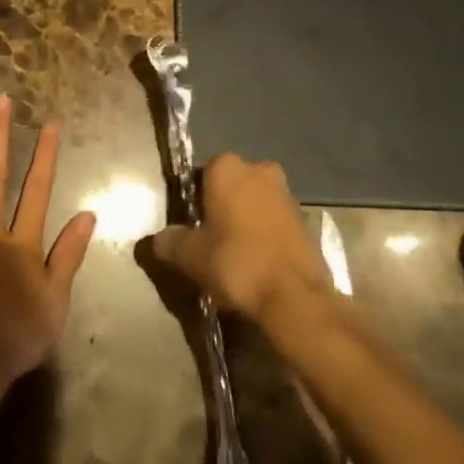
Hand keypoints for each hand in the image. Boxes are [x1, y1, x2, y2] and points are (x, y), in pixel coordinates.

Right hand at [150, 154, 331, 325]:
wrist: (295, 297)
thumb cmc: (237, 263)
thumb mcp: (191, 256)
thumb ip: (170, 242)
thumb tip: (158, 239)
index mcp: (226, 166)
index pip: (200, 175)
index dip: (193, 202)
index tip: (191, 229)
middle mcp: (257, 167)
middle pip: (229, 186)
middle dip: (221, 208)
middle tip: (211, 243)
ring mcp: (285, 191)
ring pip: (254, 202)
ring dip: (245, 221)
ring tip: (236, 257)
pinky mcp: (305, 217)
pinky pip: (274, 221)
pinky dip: (265, 235)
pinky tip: (259, 264)